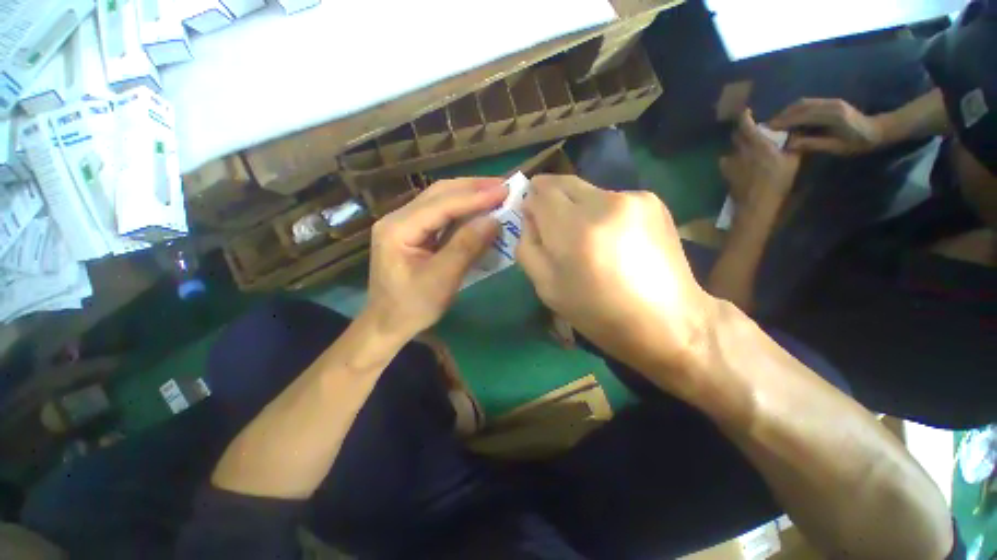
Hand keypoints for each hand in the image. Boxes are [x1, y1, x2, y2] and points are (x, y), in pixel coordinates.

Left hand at [365, 178, 506, 338]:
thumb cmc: (412, 307)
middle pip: (439, 194)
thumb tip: (493, 220)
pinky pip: (441, 216)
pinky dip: (463, 212)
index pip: (441, 204)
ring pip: (441, 201)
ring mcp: (405, 224)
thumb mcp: (441, 280)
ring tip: (495, 194)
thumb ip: (466, 247)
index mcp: (398, 228)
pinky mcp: (414, 233)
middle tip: (503, 186)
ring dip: (469, 196)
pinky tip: (479, 211)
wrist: (388, 324)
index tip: (504, 190)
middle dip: (473, 188)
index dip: (475, 197)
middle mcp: (398, 218)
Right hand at [517, 175, 716, 388]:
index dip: (531, 201)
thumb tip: (530, 218)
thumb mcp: (546, 288)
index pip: (540, 192)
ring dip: (577, 208)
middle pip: (563, 182)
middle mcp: (604, 203)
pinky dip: (602, 213)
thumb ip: (528, 247)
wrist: (666, 321)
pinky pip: (611, 198)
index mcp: (574, 230)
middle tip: (554, 225)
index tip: (532, 217)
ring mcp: (633, 198)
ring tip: (588, 239)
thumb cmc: (598, 312)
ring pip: (587, 191)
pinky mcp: (652, 201)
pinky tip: (614, 239)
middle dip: (550, 198)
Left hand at [720, 110, 800, 213]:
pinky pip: (725, 162)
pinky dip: (730, 160)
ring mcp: (731, 163)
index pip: (745, 125)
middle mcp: (740, 151)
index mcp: (757, 144)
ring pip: (731, 149)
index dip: (744, 116)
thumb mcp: (792, 161)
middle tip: (751, 132)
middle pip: (736, 136)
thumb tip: (794, 135)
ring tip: (746, 149)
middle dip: (742, 131)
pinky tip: (737, 163)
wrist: (757, 203)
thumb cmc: (777, 181)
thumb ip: (793, 145)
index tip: (746, 112)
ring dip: (737, 147)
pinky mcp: (726, 174)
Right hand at [768, 98, 883, 154]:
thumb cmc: (858, 143)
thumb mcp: (837, 148)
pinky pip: (808, 104)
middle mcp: (831, 104)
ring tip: (776, 124)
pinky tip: (789, 120)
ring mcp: (831, 102)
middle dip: (782, 115)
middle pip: (801, 106)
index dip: (784, 121)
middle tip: (767, 127)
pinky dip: (795, 110)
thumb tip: (790, 144)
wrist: (878, 131)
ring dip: (787, 112)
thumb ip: (813, 144)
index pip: (803, 115)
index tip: (768, 130)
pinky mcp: (830, 103)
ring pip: (803, 103)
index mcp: (833, 116)